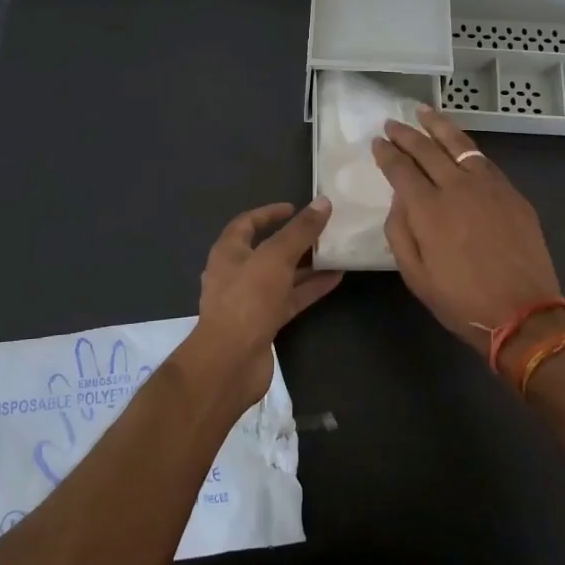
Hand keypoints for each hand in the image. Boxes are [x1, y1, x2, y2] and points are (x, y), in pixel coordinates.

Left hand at [182, 199, 341, 413]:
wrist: (230, 362)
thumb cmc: (247, 300)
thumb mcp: (275, 258)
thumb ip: (300, 231)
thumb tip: (323, 202)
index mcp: (228, 253)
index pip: (247, 223)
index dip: (269, 213)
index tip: (295, 208)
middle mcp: (236, 274)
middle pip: (268, 250)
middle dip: (295, 240)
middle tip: (323, 231)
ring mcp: (250, 301)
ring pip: (282, 276)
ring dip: (307, 265)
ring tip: (336, 252)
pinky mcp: (264, 323)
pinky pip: (290, 299)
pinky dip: (310, 288)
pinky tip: (336, 279)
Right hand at [373, 107, 564, 366]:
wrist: (523, 313)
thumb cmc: (461, 300)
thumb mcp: (415, 275)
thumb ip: (400, 231)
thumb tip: (399, 200)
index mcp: (428, 209)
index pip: (400, 169)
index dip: (386, 153)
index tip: (377, 142)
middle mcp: (457, 187)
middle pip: (427, 149)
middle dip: (406, 133)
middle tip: (392, 123)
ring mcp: (489, 186)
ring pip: (459, 144)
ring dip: (438, 126)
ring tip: (424, 112)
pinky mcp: (512, 193)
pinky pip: (483, 160)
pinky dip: (466, 146)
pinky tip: (459, 144)